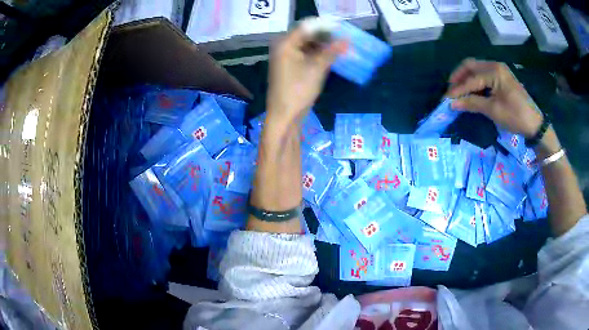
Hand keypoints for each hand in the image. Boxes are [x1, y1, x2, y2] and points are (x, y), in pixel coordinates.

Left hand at [266, 22, 346, 123]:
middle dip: (326, 36)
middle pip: (307, 35)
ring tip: (342, 48)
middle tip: (344, 39)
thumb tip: (347, 39)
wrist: (284, 115)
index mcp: (285, 43)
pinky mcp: (290, 66)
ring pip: (307, 44)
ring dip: (324, 46)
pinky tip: (331, 56)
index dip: (325, 26)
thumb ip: (332, 51)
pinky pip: (305, 54)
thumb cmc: (298, 90)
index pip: (307, 27)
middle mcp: (283, 46)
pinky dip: (318, 54)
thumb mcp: (317, 68)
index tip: (343, 29)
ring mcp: (285, 56)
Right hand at [446, 59, 542, 137]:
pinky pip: (484, 75)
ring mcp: (499, 70)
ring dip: (466, 79)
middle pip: (471, 65)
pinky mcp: (502, 77)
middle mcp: (495, 66)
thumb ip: (472, 103)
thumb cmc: (515, 116)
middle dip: (459, 77)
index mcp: (494, 71)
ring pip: (477, 69)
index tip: (445, 99)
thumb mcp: (493, 110)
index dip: (457, 90)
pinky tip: (472, 91)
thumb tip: (452, 103)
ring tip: (459, 91)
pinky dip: (475, 81)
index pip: (471, 79)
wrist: (535, 124)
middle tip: (450, 90)